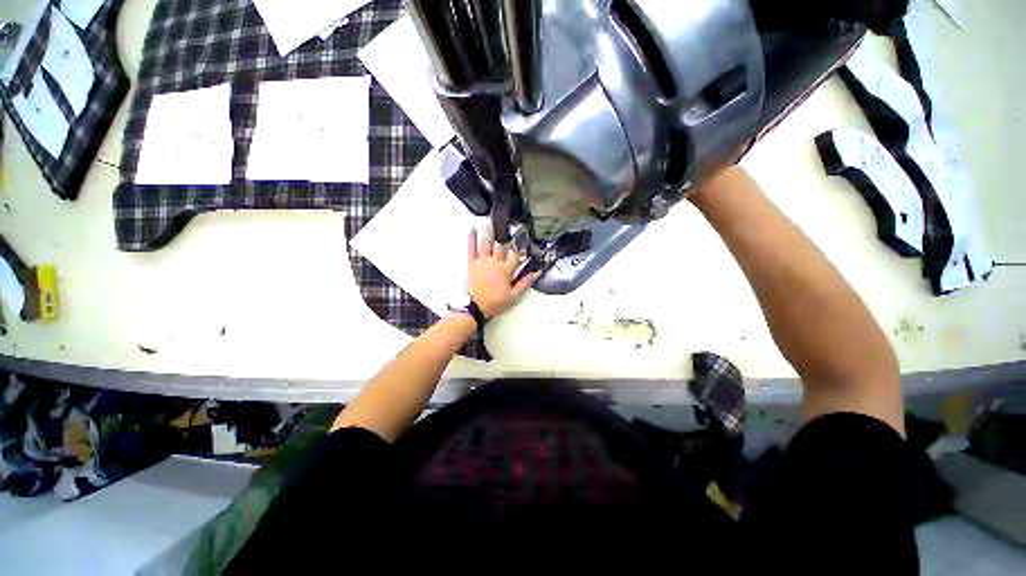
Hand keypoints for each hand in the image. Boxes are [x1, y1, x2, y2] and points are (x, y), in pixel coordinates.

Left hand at [466, 226, 540, 318]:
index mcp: (505, 270)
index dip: (522, 250)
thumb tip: (537, 272)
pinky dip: (471, 238)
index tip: (525, 246)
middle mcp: (494, 262)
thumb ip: (525, 283)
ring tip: (492, 222)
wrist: (475, 307)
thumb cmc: (494, 302)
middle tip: (509, 227)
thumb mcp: (513, 296)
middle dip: (507, 237)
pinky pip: (471, 249)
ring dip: (490, 233)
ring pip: (487, 243)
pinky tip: (472, 229)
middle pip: (502, 246)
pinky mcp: (472, 263)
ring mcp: (482, 261)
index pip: (516, 256)